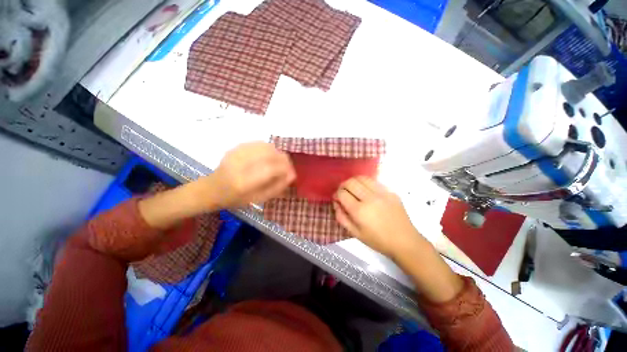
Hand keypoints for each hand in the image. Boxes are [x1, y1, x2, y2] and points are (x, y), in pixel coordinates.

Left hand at [208, 142, 295, 208]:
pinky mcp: (235, 147)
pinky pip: (259, 143)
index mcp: (244, 182)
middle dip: (284, 159)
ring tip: (278, 162)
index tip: (291, 173)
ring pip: (266, 146)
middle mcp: (240, 164)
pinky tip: (269, 156)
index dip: (285, 168)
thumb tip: (292, 175)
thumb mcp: (259, 199)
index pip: (271, 169)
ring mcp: (236, 153)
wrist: (213, 188)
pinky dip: (269, 149)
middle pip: (270, 154)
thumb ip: (277, 187)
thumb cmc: (237, 198)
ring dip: (277, 153)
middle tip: (287, 167)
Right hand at [334, 177, 463, 302]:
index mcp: (359, 211)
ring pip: (362, 178)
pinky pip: (374, 182)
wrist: (404, 241)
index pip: (342, 193)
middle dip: (343, 185)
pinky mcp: (391, 191)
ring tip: (353, 188)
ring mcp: (382, 193)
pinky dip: (366, 184)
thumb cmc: (377, 240)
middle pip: (350, 182)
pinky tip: (366, 191)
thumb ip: (341, 217)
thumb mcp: (355, 233)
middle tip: (343, 192)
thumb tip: (336, 203)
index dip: (336, 194)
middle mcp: (370, 198)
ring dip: (354, 181)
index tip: (337, 198)